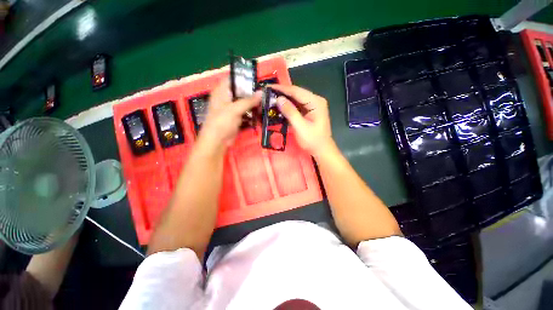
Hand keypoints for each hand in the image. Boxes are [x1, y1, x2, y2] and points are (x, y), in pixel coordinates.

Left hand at [197, 78, 260, 154]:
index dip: (244, 78)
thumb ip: (248, 100)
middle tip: (264, 94)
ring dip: (253, 104)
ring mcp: (231, 108)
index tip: (257, 80)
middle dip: (252, 93)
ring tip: (264, 104)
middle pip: (241, 91)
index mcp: (221, 91)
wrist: (217, 141)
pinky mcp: (236, 117)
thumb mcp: (235, 109)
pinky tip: (260, 113)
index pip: (232, 78)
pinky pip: (245, 112)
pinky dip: (252, 112)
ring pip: (244, 102)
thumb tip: (261, 92)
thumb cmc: (222, 122)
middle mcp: (226, 98)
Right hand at [270, 84, 333, 158]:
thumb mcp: (300, 127)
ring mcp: (312, 105)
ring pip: (295, 99)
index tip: (268, 88)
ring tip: (270, 98)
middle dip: (282, 93)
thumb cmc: (313, 140)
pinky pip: (296, 106)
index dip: (282, 89)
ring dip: (284, 99)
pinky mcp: (308, 111)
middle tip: (267, 93)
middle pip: (296, 93)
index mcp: (316, 102)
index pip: (297, 91)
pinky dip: (288, 106)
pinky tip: (279, 106)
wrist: (321, 149)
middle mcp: (315, 100)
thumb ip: (290, 112)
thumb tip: (279, 99)